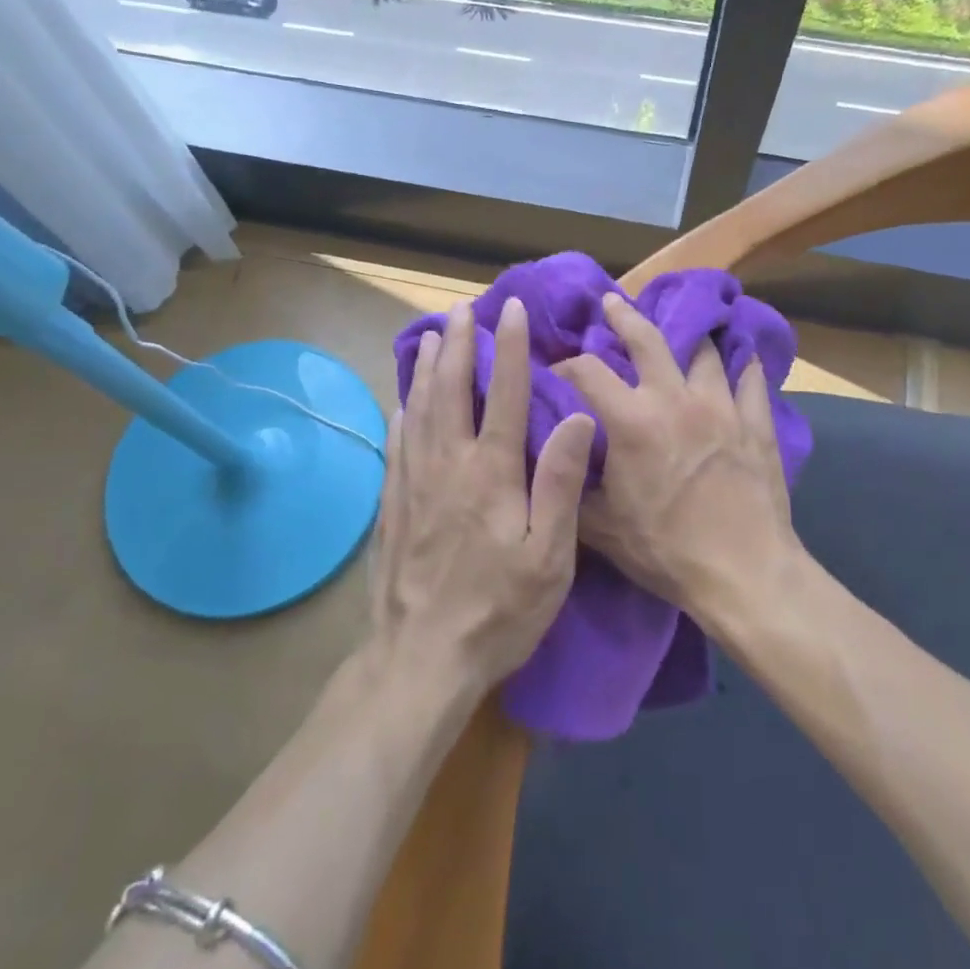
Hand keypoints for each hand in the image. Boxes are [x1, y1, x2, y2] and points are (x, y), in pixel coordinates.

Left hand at [370, 297, 596, 693]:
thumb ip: (561, 483)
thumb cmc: (498, 610)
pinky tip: (402, 403)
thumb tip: (577, 418)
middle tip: (461, 310)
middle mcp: (448, 464)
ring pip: (419, 409)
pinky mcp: (392, 505)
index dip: (509, 348)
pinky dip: (402, 414)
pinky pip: (397, 445)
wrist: (421, 658)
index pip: (503, 394)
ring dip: (426, 368)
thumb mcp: (549, 556)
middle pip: (451, 390)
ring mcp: (413, 483)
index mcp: (491, 472)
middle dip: (458, 345)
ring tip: (431, 337)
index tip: (510, 310)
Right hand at [555, 293, 801, 623]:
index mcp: (632, 420)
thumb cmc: (666, 550)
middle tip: (612, 302)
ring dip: (688, 340)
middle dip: (624, 316)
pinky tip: (742, 362)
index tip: (556, 368)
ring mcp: (722, 407)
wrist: (744, 573)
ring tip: (682, 333)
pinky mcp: (756, 424)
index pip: (588, 371)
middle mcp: (675, 399)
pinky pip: (751, 382)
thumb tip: (550, 462)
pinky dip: (743, 369)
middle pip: (648, 339)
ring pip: (704, 353)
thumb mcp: (600, 529)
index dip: (566, 364)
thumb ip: (570, 488)